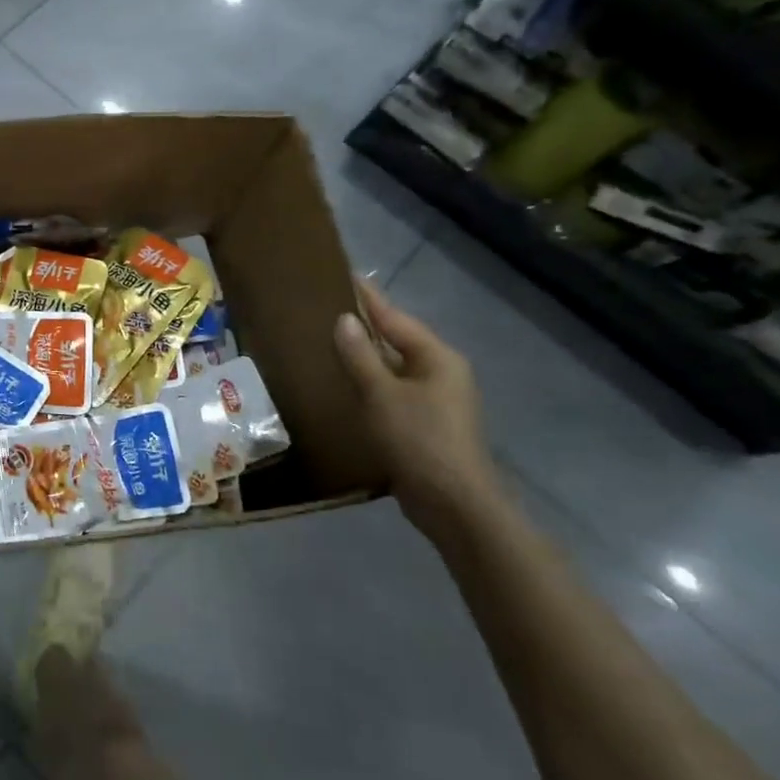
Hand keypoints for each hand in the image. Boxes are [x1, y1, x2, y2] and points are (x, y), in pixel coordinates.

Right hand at [333, 282, 503, 544]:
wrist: (454, 505)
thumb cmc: (419, 440)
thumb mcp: (382, 394)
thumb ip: (361, 355)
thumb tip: (344, 320)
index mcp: (437, 357)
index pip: (394, 317)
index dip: (368, 297)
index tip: (344, 275)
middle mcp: (441, 373)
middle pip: (396, 340)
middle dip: (363, 326)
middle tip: (325, 308)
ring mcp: (435, 401)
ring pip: (393, 368)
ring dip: (364, 357)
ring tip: (327, 342)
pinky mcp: (425, 425)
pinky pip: (392, 392)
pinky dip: (369, 383)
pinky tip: (344, 384)